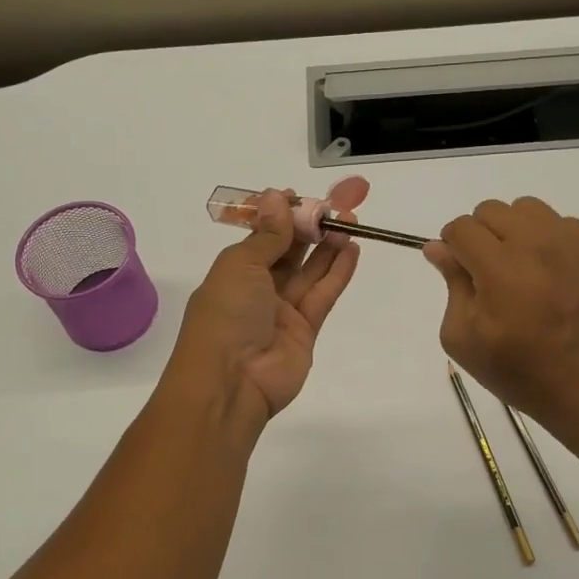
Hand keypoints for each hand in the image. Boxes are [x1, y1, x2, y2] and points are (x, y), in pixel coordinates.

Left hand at [165, 189, 360, 429]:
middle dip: (313, 225)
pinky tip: (353, 249)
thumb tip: (276, 195)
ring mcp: (282, 310)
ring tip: (352, 221)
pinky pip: (323, 295)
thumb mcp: (241, 266)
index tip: (305, 195)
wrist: (231, 383)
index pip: (264, 234)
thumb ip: (268, 234)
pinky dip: (338, 272)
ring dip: (329, 245)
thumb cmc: (226, 316)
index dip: (284, 214)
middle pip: (290, 249)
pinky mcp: (305, 330)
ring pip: (310, 271)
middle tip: (341, 202)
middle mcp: (258, 287)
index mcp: (234, 269)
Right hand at [425, 197, 578, 430]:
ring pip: (530, 209)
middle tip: (491, 273)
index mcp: (500, 268)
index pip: (462, 227)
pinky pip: (565, 225)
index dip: (453, 246)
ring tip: (524, 268)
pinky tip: (556, 277)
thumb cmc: (521, 371)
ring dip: (517, 231)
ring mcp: (575, 243)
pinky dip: (552, 242)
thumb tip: (438, 248)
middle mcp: (538, 244)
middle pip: (493, 210)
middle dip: (482, 235)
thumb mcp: (464, 338)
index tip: (461, 269)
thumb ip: (451, 285)